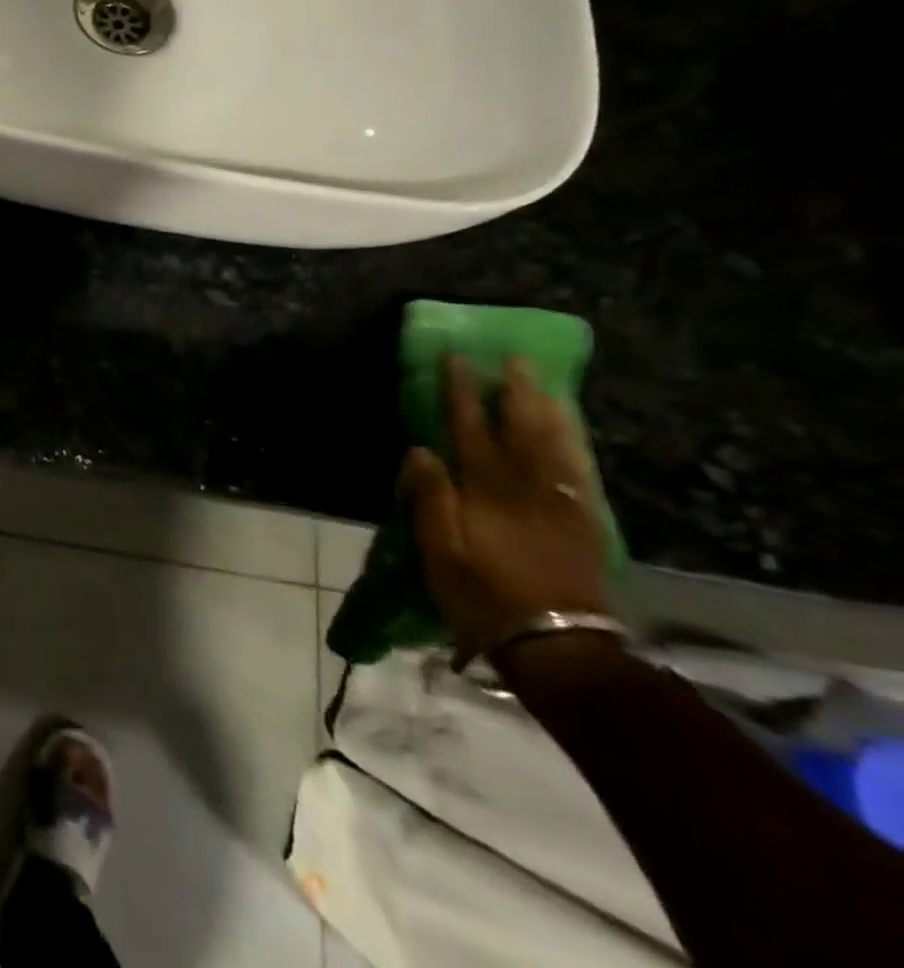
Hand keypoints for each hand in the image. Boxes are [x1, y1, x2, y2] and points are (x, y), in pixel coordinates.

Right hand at [401, 355, 611, 666]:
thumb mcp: (439, 550)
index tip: (457, 359)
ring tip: (544, 384)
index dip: (461, 393)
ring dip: (549, 410)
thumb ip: (430, 497)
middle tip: (513, 359)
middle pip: (522, 429)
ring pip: (557, 445)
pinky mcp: (583, 524)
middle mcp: (527, 487)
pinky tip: (571, 434)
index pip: (470, 428)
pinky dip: (575, 445)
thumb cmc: (483, 595)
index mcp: (486, 490)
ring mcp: (562, 504)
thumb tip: (420, 450)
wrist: (557, 645)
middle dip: (515, 391)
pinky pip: (581, 472)